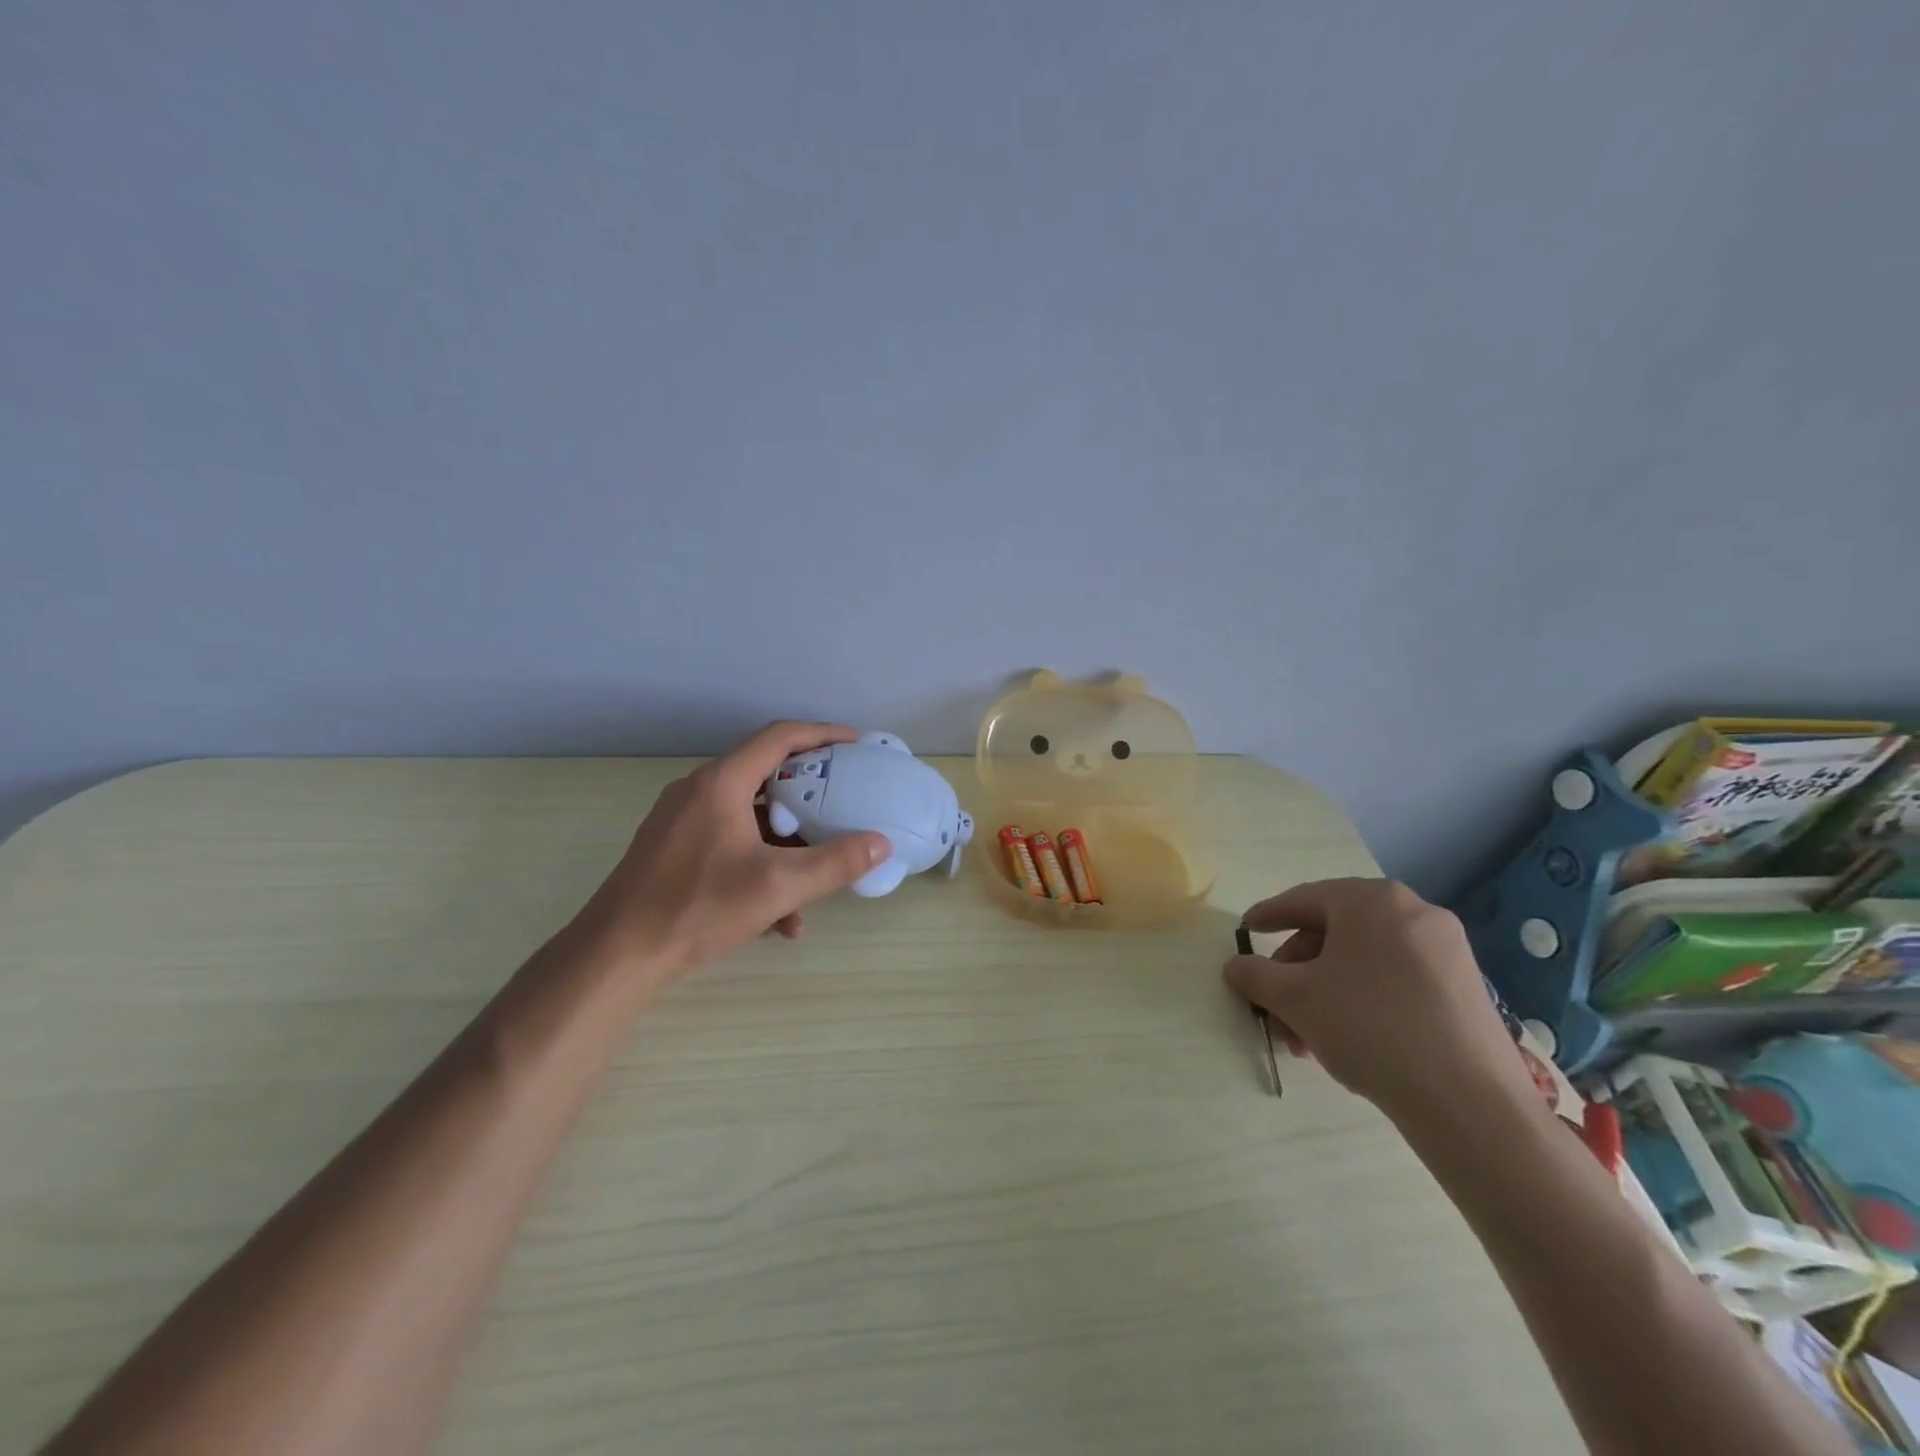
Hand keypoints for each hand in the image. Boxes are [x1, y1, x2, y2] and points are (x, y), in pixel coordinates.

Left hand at [577, 722, 890, 984]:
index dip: (822, 734)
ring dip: (786, 841)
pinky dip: (758, 866)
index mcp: (721, 783)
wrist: (617, 956)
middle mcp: (699, 792)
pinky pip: (729, 844)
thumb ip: (835, 863)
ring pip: (749, 817)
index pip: (779, 737)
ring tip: (817, 872)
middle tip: (843, 801)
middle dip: (808, 791)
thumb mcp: (778, 886)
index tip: (855, 744)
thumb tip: (881, 843)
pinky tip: (779, 919)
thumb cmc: (698, 907)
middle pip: (765, 774)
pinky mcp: (673, 851)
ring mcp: (681, 822)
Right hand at [1222, 878, 1535, 1120]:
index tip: (1246, 930)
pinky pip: (1397, 979)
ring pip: (1365, 961)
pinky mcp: (1466, 987)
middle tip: (1274, 1006)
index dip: (1268, 915)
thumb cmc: (1368, 1027)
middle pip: (1335, 933)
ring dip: (1326, 992)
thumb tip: (1235, 967)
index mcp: (1370, 900)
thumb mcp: (1295, 998)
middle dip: (1297, 972)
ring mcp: (1446, 949)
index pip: (1304, 899)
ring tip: (1304, 1039)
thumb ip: (1255, 975)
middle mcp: (1412, 911)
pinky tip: (1346, 1040)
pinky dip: (1363, 1000)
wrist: (1469, 1101)